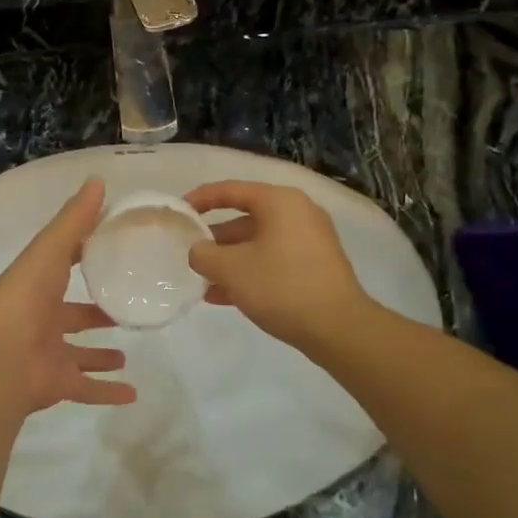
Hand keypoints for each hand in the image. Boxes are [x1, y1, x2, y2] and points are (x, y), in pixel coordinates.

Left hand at [0, 178, 136, 413]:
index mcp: (37, 286)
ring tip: (126, 353)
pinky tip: (132, 394)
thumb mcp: (50, 250)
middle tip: (123, 310)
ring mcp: (47, 354)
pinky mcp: (57, 384)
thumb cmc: (25, 298)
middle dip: (94, 314)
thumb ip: (75, 220)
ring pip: (78, 354)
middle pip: (72, 316)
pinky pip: (85, 389)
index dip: (83, 258)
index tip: (113, 253)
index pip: (62, 267)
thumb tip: (98, 180)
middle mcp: (41, 319)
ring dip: (100, 355)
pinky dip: (106, 392)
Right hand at [184, 181, 371, 351]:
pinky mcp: (315, 267)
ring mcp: (310, 241)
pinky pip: (273, 261)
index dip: (201, 199)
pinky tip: (223, 297)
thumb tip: (198, 251)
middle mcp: (298, 213)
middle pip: (246, 218)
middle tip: (190, 253)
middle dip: (215, 238)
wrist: (338, 327)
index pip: (231, 190)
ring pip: (258, 243)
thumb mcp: (231, 269)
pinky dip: (249, 272)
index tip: (179, 211)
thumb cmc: (281, 286)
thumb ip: (204, 254)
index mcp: (280, 202)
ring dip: (229, 260)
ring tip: (202, 281)